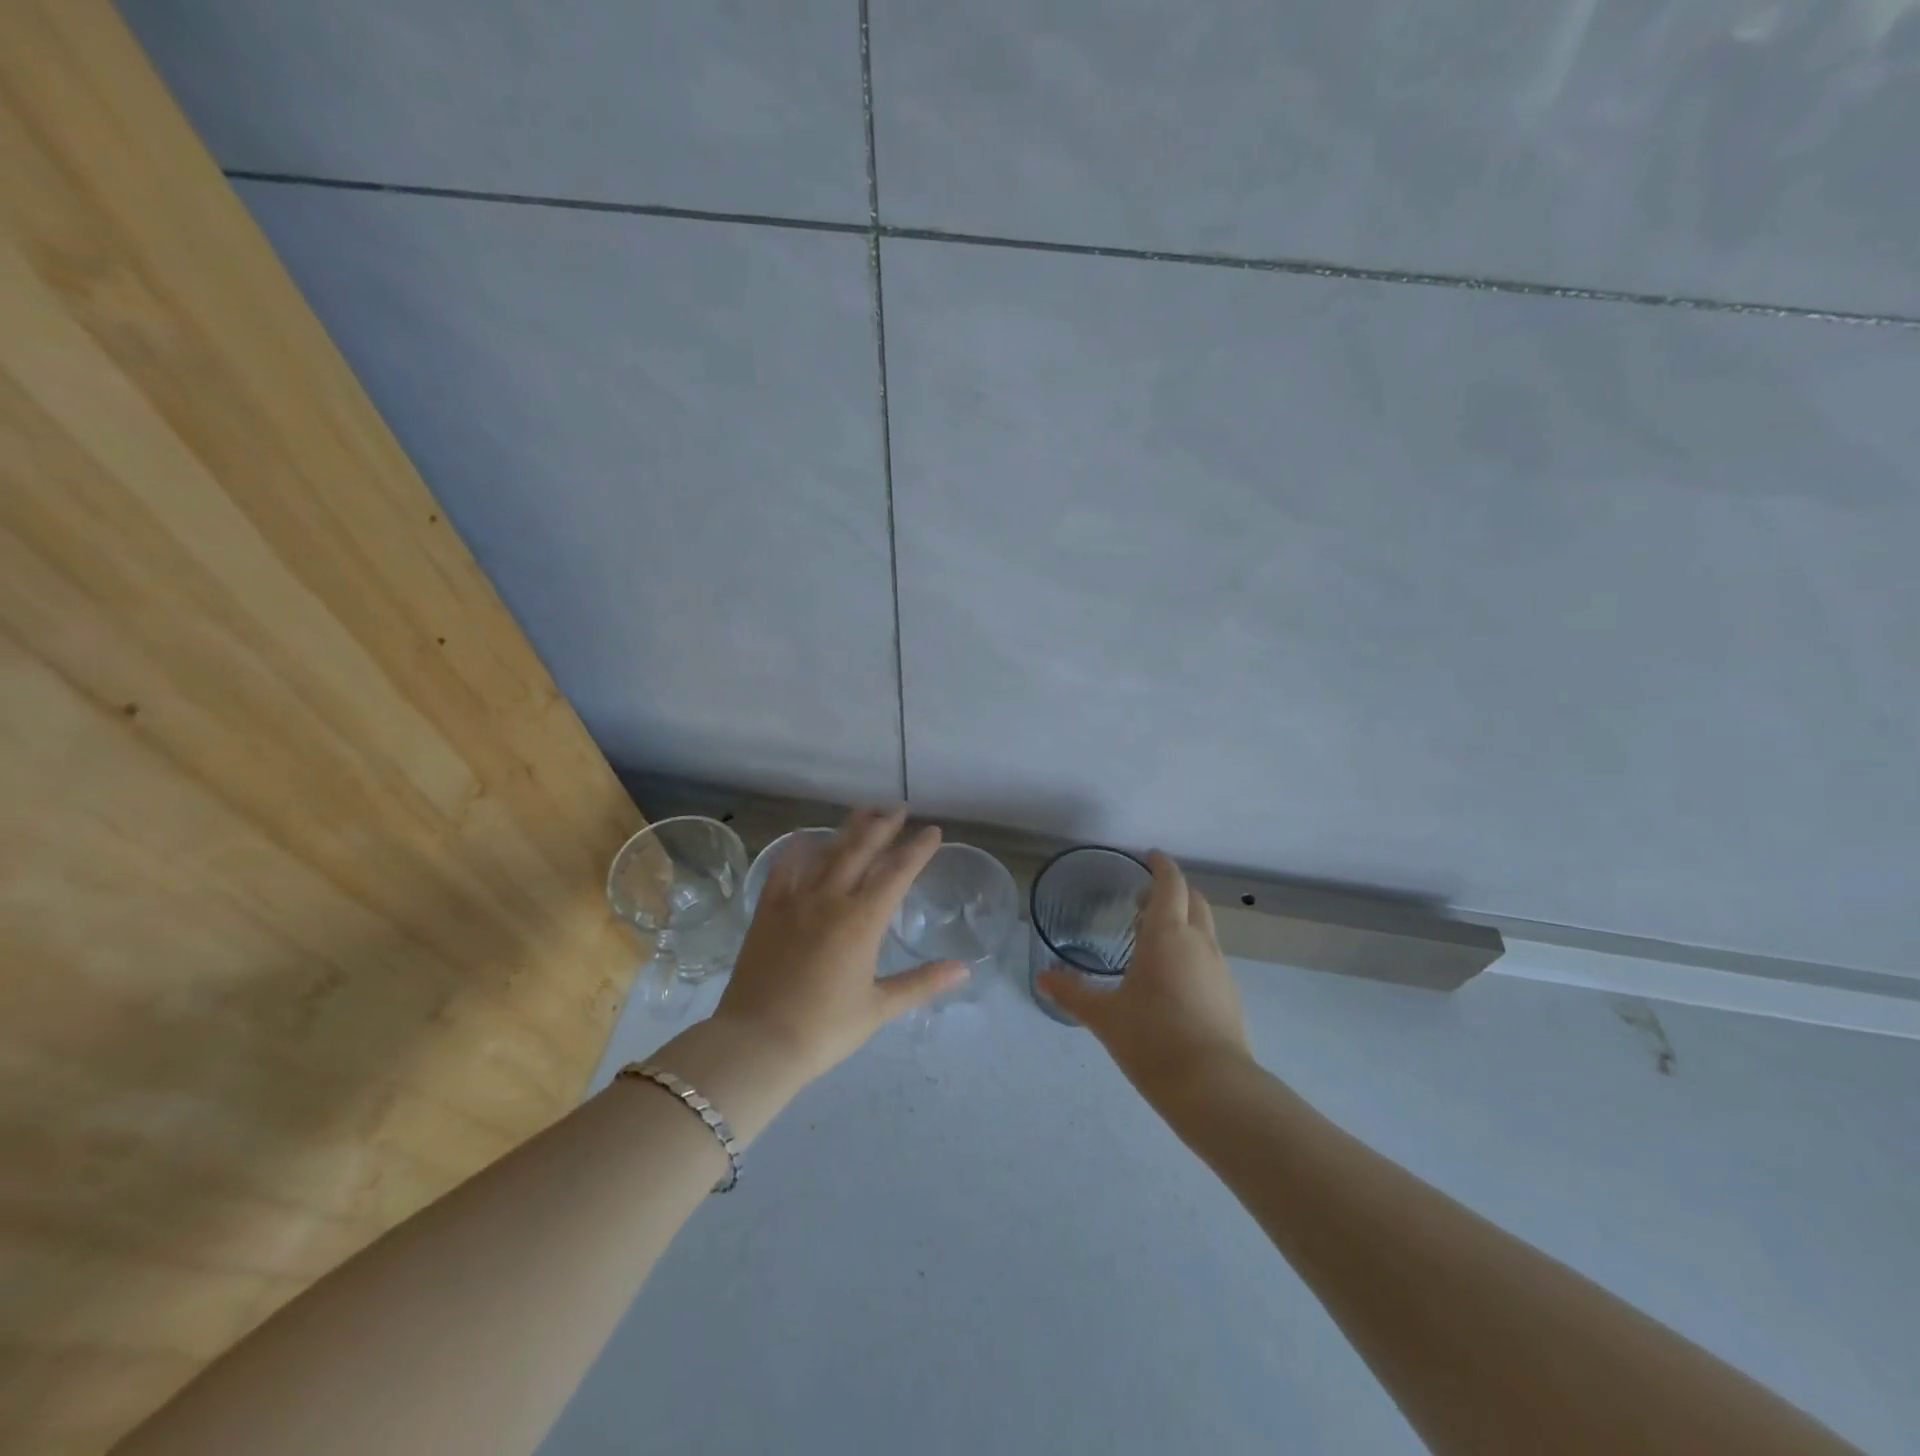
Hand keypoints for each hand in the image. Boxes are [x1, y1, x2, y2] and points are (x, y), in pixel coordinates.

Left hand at [712, 807, 967, 1081]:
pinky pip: (784, 870)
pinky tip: (805, 840)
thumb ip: (921, 983)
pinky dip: (797, 851)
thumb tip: (963, 969)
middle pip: (862, 851)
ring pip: (827, 853)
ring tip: (864, 813)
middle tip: (899, 808)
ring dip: (848, 831)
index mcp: (863, 920)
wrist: (756, 1042)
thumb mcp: (879, 1007)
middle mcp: (831, 899)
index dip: (918, 850)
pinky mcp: (768, 911)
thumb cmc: (824, 1029)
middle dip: (884, 827)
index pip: (898, 873)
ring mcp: (795, 901)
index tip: (932, 831)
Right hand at [1038, 852, 1249, 1094]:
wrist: (1213, 1088)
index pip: (1171, 884)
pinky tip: (1171, 978)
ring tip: (1152, 940)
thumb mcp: (1104, 1016)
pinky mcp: (1229, 995)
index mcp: (1168, 935)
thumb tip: (1042, 979)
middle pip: (1193, 900)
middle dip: (1172, 891)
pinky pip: (1209, 956)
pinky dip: (1191, 950)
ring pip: (1204, 929)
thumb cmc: (1152, 1039)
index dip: (1161, 866)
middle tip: (1144, 900)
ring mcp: (1219, 969)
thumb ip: (1072, 993)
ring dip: (1182, 921)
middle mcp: (1199, 943)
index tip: (1149, 856)